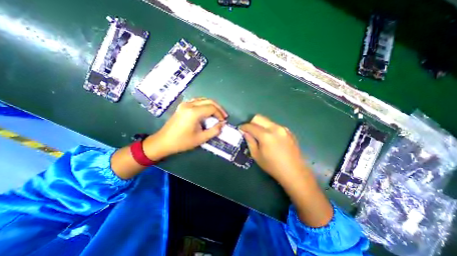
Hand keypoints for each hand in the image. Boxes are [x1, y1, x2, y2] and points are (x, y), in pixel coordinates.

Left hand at [143, 98, 226, 159]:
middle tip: (224, 116)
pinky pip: (197, 101)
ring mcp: (185, 104)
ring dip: (212, 105)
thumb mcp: (201, 138)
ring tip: (217, 114)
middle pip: (209, 101)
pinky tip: (207, 111)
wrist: (163, 142)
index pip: (212, 108)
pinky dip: (205, 104)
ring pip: (203, 99)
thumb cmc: (182, 142)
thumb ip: (214, 131)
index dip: (220, 114)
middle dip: (218, 108)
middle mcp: (189, 105)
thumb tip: (223, 124)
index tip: (223, 121)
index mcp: (194, 112)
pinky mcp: (182, 106)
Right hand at [240, 115, 306, 184]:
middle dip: (251, 123)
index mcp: (266, 135)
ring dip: (260, 125)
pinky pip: (274, 125)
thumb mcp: (257, 155)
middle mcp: (275, 128)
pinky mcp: (288, 131)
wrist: (294, 171)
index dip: (243, 127)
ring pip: (267, 121)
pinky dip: (268, 128)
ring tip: (259, 135)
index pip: (251, 126)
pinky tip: (270, 138)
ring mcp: (283, 128)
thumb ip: (250, 141)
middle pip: (259, 118)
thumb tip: (245, 132)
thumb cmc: (273, 166)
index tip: (240, 129)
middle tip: (249, 131)